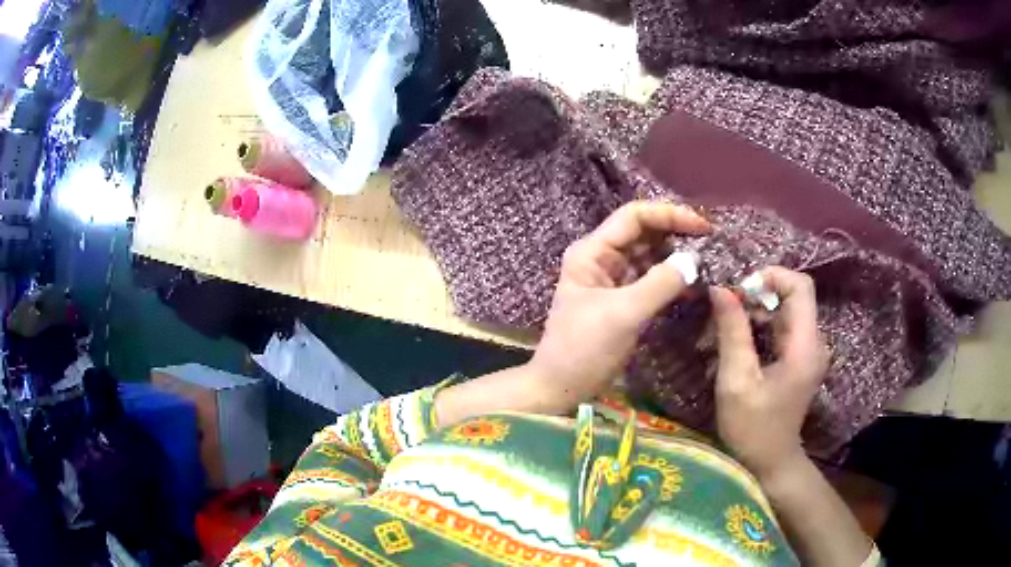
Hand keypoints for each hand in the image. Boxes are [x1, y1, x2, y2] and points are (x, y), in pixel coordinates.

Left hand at [527, 201, 710, 412]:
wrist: (561, 387)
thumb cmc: (583, 348)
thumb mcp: (623, 314)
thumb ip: (659, 284)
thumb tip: (694, 261)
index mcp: (592, 252)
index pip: (634, 217)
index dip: (669, 215)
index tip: (702, 226)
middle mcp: (602, 258)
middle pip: (644, 232)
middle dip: (675, 233)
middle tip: (710, 241)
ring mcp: (613, 279)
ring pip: (650, 255)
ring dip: (676, 256)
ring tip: (708, 260)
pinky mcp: (623, 300)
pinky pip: (651, 279)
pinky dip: (671, 279)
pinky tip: (693, 283)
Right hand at [710, 267, 828, 479]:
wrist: (770, 463)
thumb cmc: (753, 429)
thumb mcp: (737, 381)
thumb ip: (732, 332)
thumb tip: (720, 289)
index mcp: (805, 346)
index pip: (800, 286)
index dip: (770, 277)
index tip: (738, 293)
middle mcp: (813, 342)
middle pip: (788, 297)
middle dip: (752, 299)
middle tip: (718, 318)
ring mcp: (806, 351)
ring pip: (780, 312)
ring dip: (749, 317)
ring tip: (716, 337)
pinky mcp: (798, 359)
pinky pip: (777, 330)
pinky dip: (754, 331)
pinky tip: (731, 349)